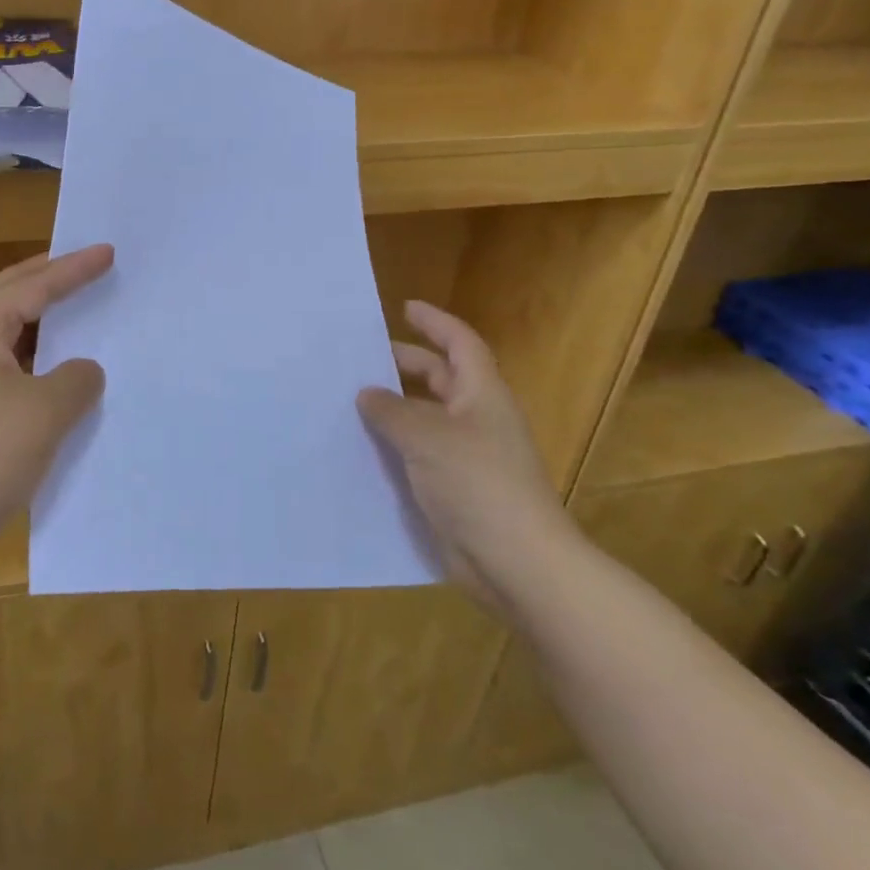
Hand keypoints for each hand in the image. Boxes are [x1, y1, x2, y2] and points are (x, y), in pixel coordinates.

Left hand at [0, 245, 112, 567]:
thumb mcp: (46, 412)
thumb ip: (77, 378)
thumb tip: (80, 370)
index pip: (32, 286)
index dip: (74, 269)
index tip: (108, 251)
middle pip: (7, 295)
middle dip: (49, 278)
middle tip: (87, 264)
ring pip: (2, 330)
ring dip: (39, 318)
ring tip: (76, 307)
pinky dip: (30, 356)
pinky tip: (53, 368)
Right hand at [358, 301, 583, 611]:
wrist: (516, 562)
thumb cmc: (478, 484)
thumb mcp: (427, 437)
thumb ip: (391, 410)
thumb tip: (367, 393)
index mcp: (482, 395)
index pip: (460, 344)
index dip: (435, 322)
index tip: (404, 308)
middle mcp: (478, 419)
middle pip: (442, 378)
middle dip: (406, 364)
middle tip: (364, 358)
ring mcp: (469, 456)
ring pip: (427, 417)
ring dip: (396, 407)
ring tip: (353, 401)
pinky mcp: (456, 488)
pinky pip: (421, 453)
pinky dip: (396, 444)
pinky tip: (364, 449)